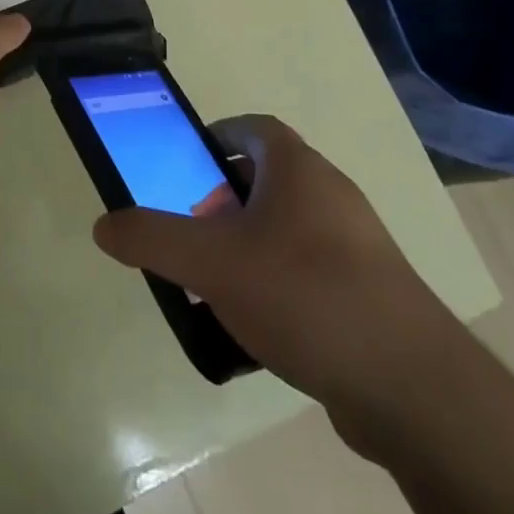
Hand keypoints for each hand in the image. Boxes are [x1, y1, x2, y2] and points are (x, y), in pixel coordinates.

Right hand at [92, 115, 467, 456]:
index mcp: (298, 169)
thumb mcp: (212, 263)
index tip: (183, 165)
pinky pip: (308, 272)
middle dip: (221, 200)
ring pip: (285, 229)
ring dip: (246, 246)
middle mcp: (330, 194)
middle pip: (265, 179)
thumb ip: (152, 239)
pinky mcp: (368, 293)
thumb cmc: (304, 294)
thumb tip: (103, 224)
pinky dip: (275, 285)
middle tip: (191, 231)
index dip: (214, 138)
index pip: (251, 128)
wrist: (410, 385)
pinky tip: (254, 329)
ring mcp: (355, 245)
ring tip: (214, 284)